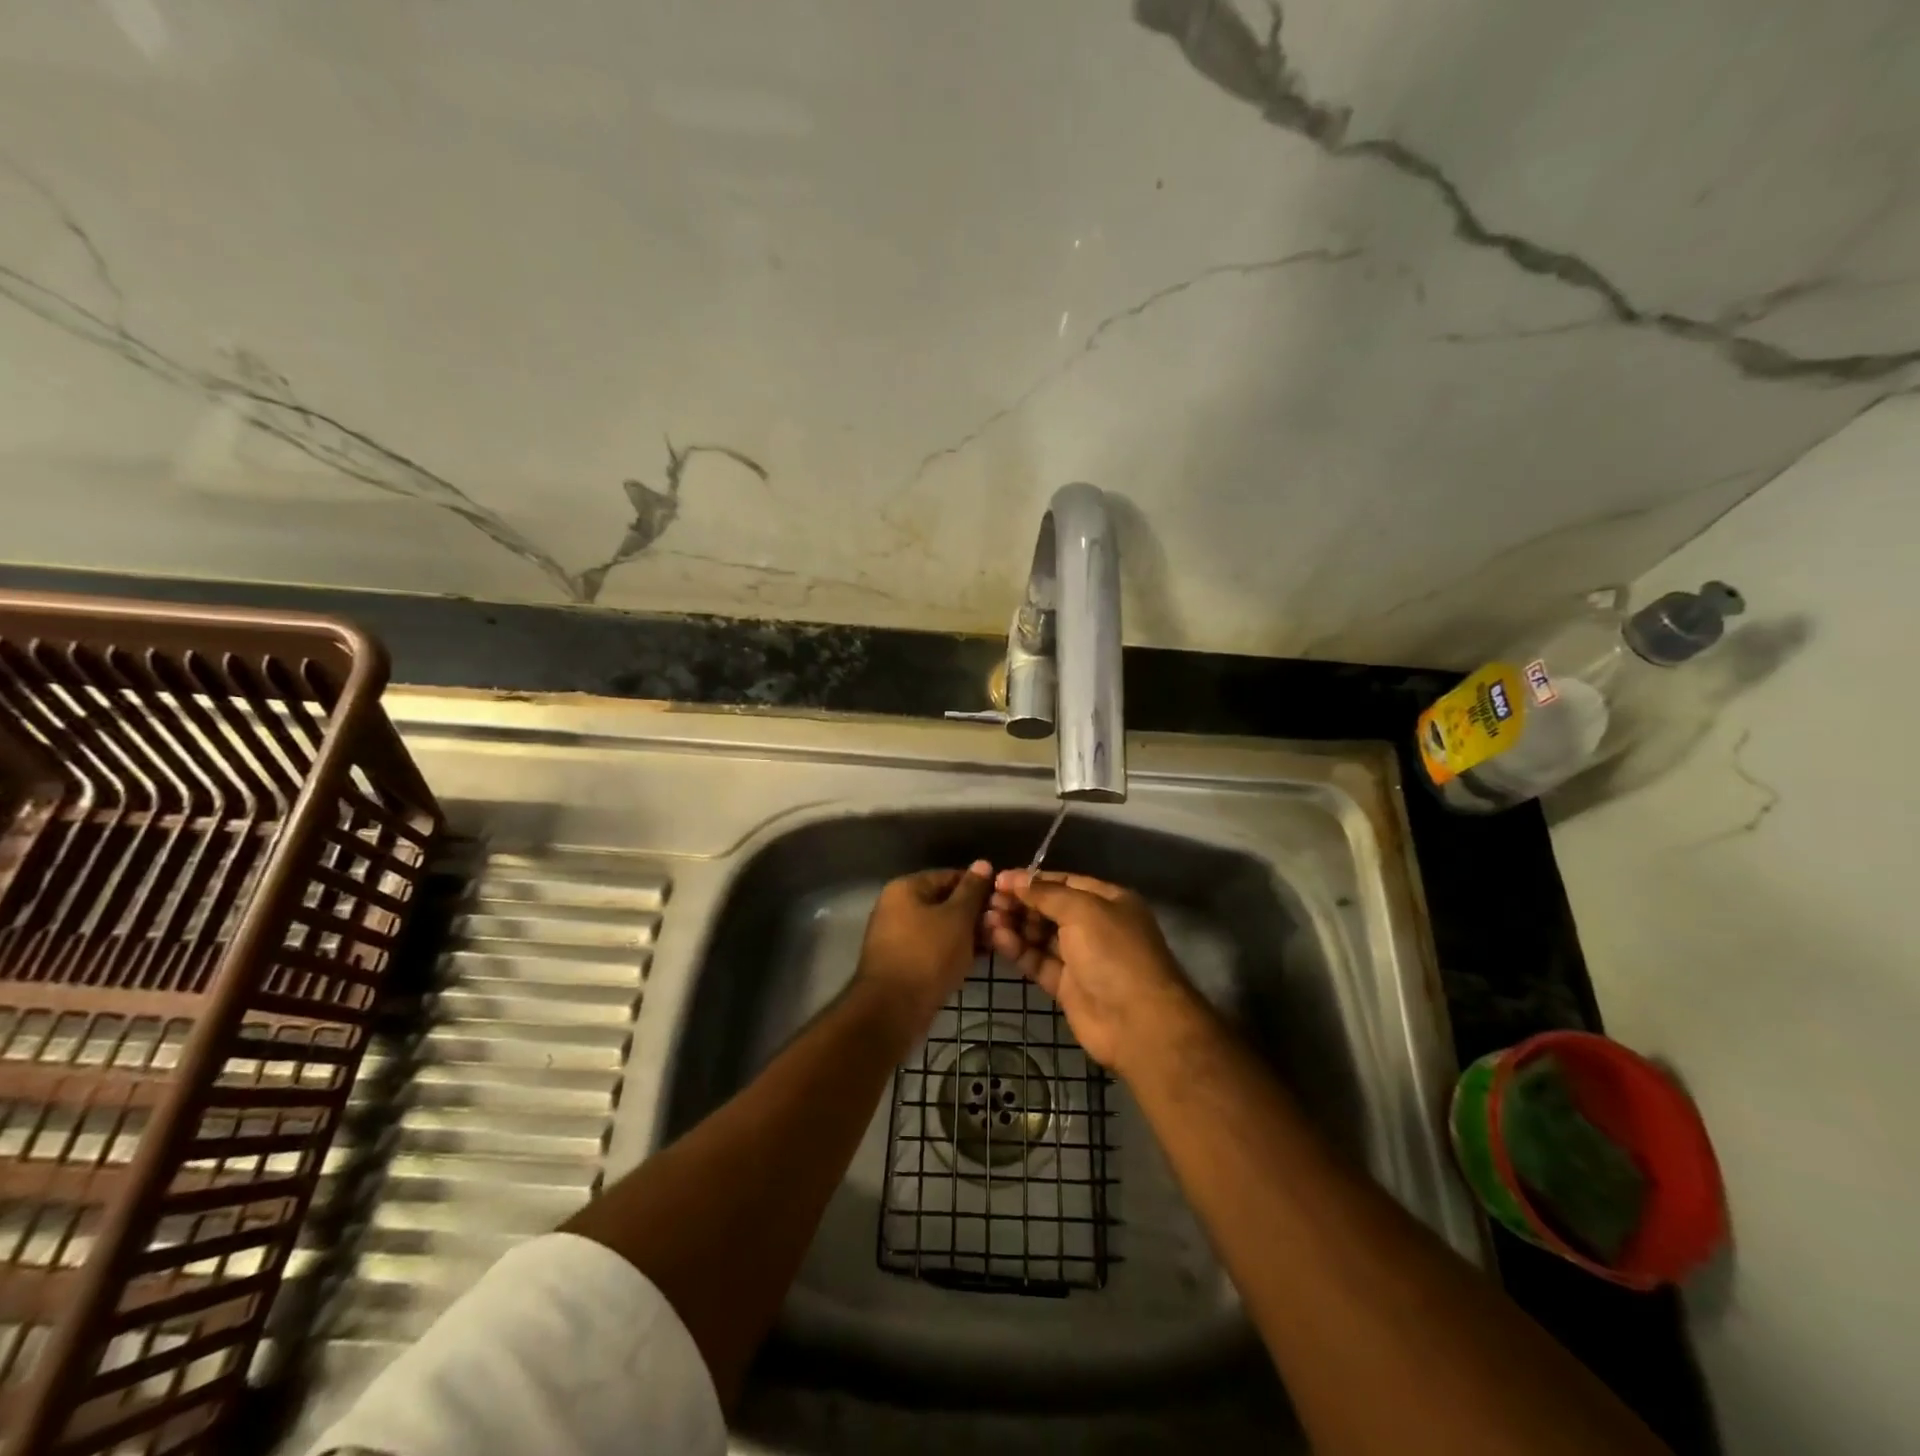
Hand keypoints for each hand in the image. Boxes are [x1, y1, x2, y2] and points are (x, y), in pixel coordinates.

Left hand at [855, 862, 993, 1027]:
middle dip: (972, 913)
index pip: (948, 876)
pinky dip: (950, 951)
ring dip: (964, 934)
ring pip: (939, 927)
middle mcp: (895, 907)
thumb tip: (982, 863)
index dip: (978, 886)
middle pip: (942, 902)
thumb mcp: (957, 918)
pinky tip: (973, 961)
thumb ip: (972, 890)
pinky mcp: (901, 962)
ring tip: (993, 944)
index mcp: (905, 888)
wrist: (893, 1009)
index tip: (1002, 901)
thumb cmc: (928, 954)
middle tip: (1000, 925)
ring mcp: (895, 936)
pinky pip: (931, 948)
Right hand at [984, 869, 1201, 1072]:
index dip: (1032, 880)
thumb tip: (1012, 877)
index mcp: (1108, 901)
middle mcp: (1095, 926)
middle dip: (1019, 904)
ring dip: (1014, 926)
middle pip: (1049, 909)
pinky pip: (1038, 961)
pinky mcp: (1067, 986)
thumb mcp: (1082, 910)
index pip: (1064, 883)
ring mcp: (1081, 958)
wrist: (1137, 1022)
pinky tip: (996, 938)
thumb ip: (1045, 893)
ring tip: (985, 919)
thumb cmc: (1113, 953)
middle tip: (987, 901)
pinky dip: (1017, 950)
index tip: (999, 880)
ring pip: (1040, 936)